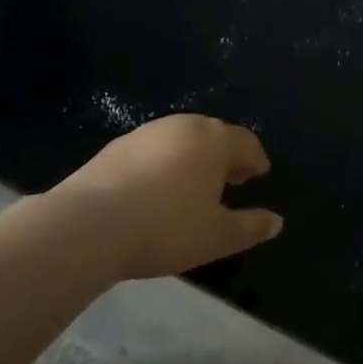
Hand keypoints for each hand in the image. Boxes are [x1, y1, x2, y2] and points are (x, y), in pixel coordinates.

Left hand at [37, 115, 282, 281]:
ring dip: (194, 159)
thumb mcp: (218, 237)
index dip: (256, 160)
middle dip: (226, 156)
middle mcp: (183, 127)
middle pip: (214, 136)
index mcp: (214, 140)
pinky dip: (163, 164)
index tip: (259, 175)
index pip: (247, 143)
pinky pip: (152, 151)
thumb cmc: (166, 228)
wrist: (87, 227)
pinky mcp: (113, 148)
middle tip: (232, 179)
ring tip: (194, 186)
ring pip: (181, 141)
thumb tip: (276, 221)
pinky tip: (157, 190)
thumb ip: (251, 227)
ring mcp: (145, 134)